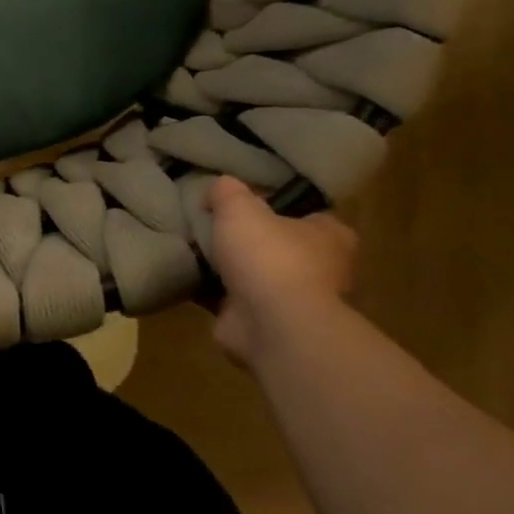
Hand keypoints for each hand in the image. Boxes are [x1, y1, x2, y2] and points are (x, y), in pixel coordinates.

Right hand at [206, 176, 356, 365]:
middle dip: (247, 238)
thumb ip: (228, 191)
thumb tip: (219, 188)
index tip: (243, 199)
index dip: (277, 204)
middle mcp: (319, 269)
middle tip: (210, 221)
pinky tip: (184, 274)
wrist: (271, 325)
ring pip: (253, 273)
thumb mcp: (240, 206)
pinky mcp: (263, 323)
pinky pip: (230, 298)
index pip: (307, 213)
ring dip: (226, 266)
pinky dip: (210, 290)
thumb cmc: (269, 257)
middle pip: (278, 244)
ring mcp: (291, 300)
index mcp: (330, 237)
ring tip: (191, 245)